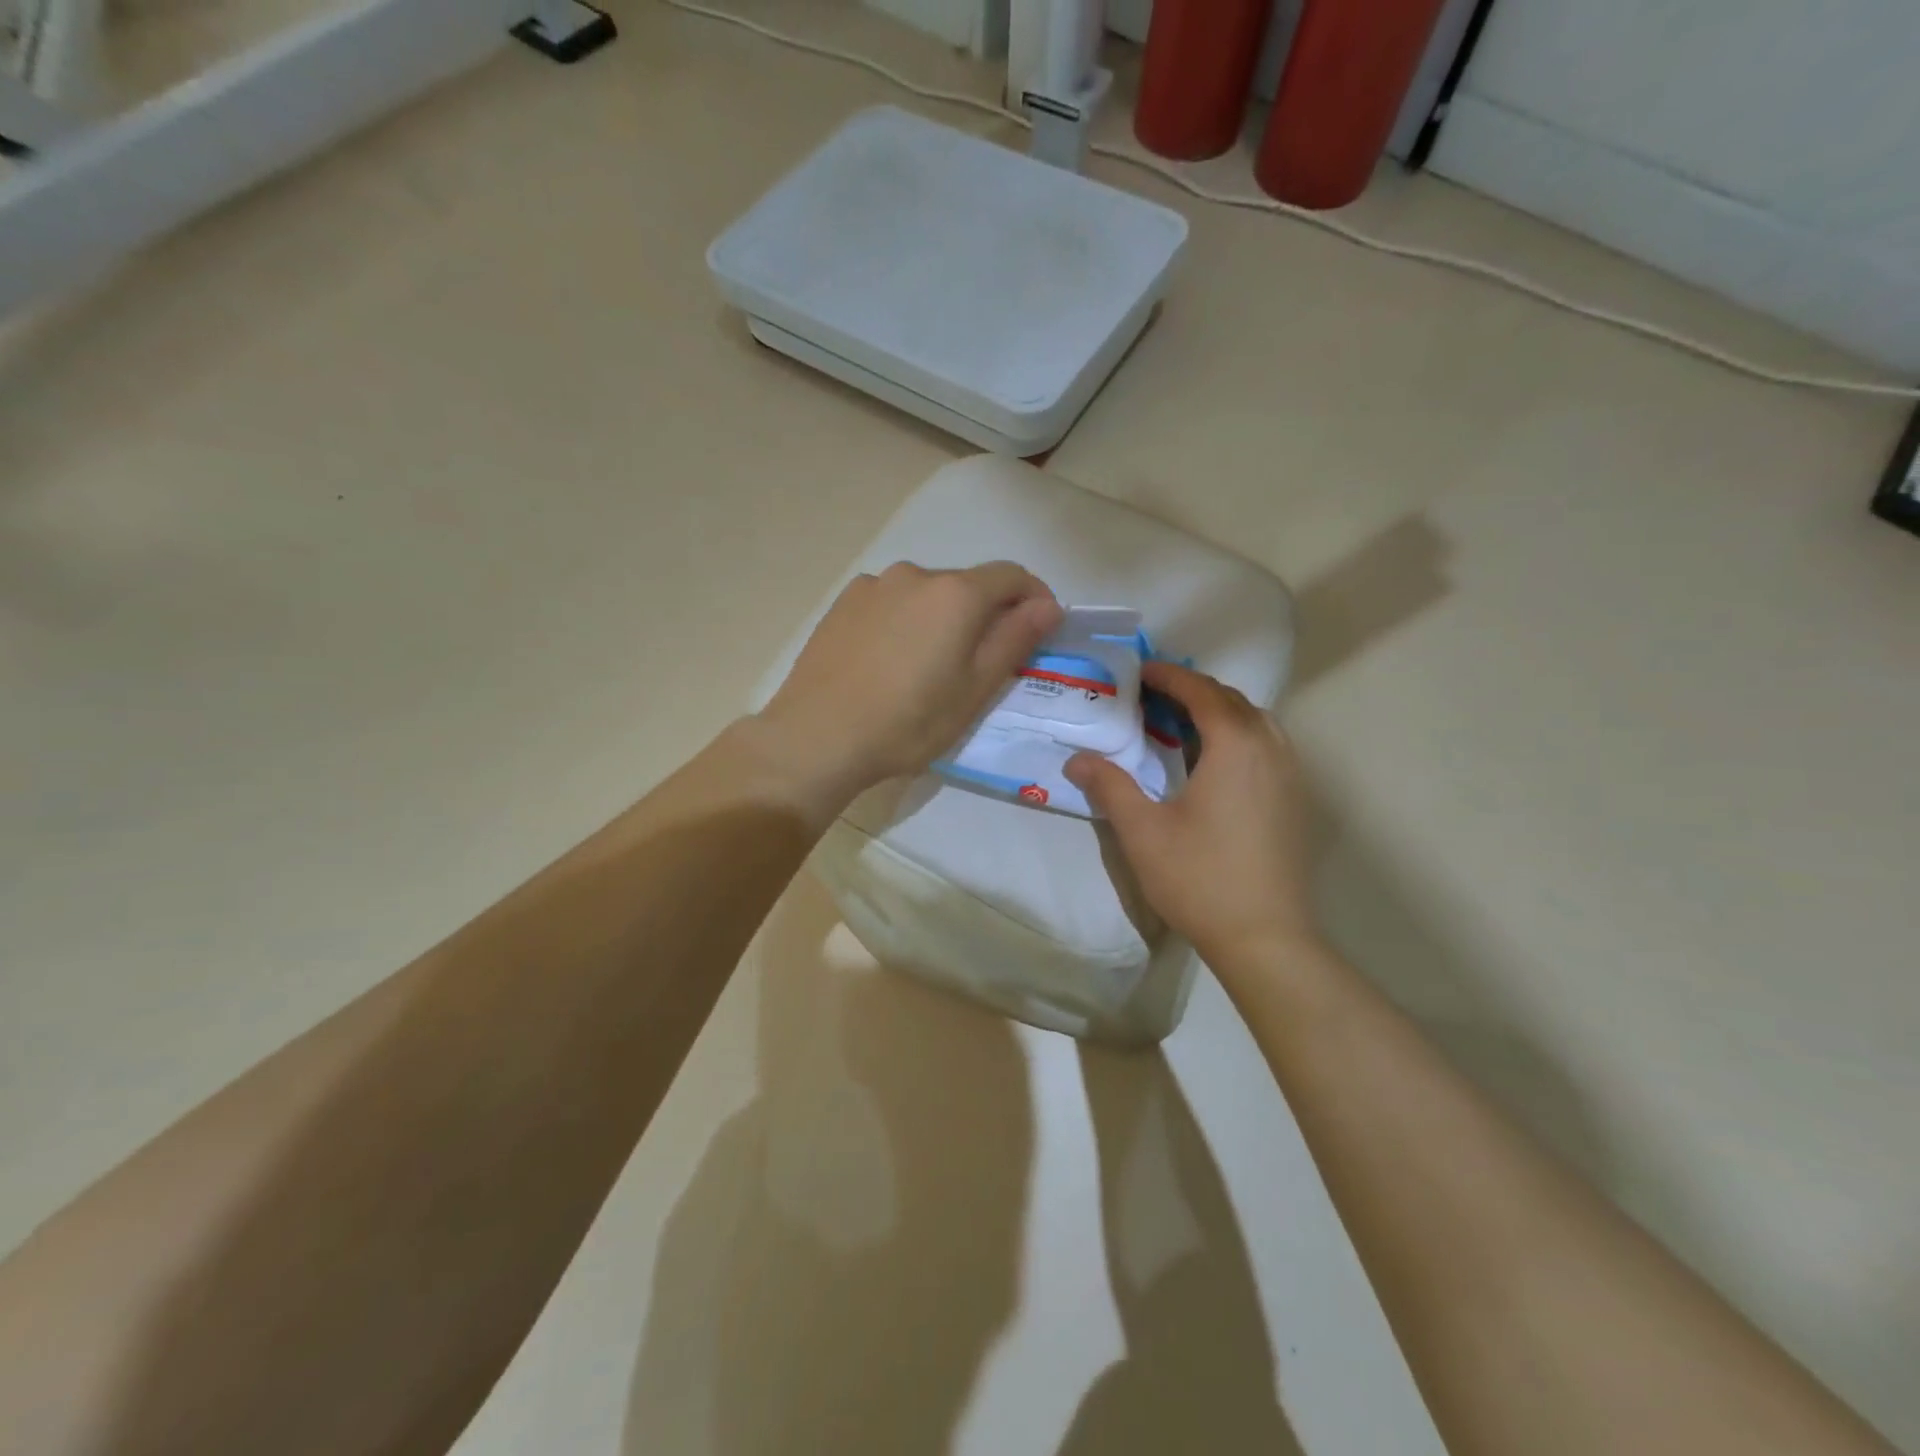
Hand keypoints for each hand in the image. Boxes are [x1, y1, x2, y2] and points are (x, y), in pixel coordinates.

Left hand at [755, 560, 1061, 804]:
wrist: (817, 736)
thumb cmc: (908, 721)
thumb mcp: (974, 689)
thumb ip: (1014, 639)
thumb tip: (1048, 605)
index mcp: (955, 593)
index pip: (1011, 575)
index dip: (1034, 598)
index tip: (1040, 629)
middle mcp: (915, 574)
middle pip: (967, 584)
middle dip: (986, 614)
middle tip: (982, 663)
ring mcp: (873, 585)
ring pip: (926, 594)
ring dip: (942, 618)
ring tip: (929, 667)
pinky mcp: (843, 603)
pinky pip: (891, 602)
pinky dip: (906, 621)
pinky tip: (890, 661)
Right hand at [1064, 662, 1320, 973]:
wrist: (1265, 938)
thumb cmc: (1199, 878)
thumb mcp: (1142, 831)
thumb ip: (1109, 786)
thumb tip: (1076, 759)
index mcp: (1236, 746)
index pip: (1202, 693)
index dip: (1169, 677)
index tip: (1140, 671)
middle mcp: (1271, 748)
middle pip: (1232, 701)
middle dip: (1193, 690)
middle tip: (1152, 696)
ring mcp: (1291, 774)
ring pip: (1255, 722)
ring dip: (1218, 712)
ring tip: (1179, 723)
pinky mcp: (1296, 799)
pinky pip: (1267, 746)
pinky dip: (1237, 735)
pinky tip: (1212, 761)